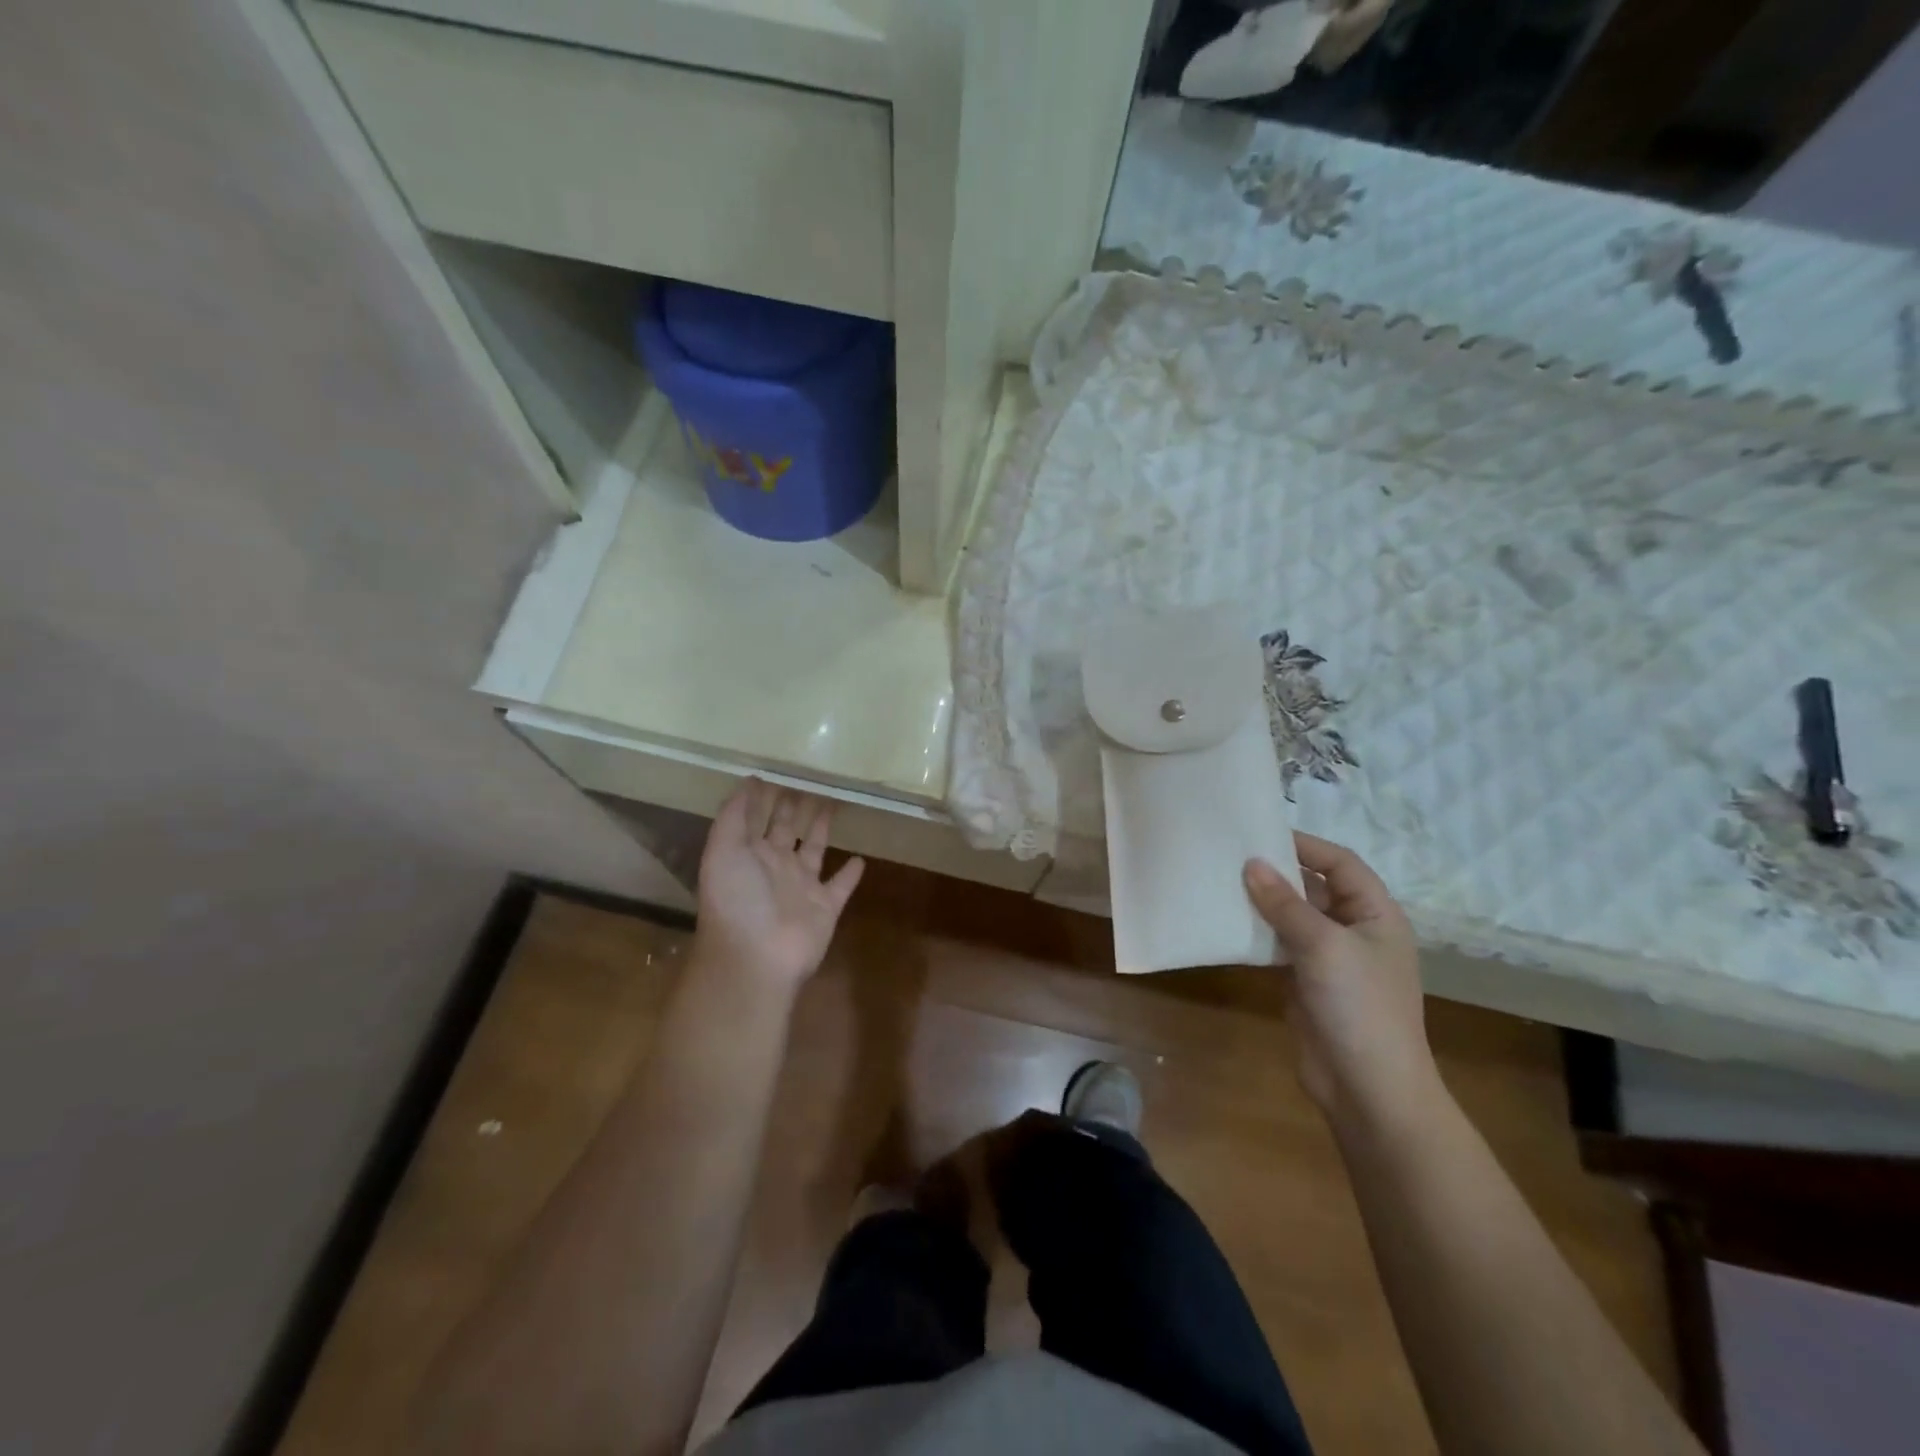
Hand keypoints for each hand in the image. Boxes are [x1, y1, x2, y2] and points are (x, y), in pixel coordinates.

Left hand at [692, 780, 864, 991]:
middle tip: (810, 777)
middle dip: (793, 805)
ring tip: (833, 803)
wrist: (757, 957)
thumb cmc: (737, 900)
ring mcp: (801, 887)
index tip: (778, 769)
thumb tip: (748, 781)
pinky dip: (850, 874)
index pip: (756, 817)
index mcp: (747, 854)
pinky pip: (841, 886)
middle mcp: (774, 867)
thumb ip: (733, 816)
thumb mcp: (723, 851)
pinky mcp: (826, 907)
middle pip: (786, 829)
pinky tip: (860, 858)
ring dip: (821, 828)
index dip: (764, 796)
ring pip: (815, 849)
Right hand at [1243, 834, 1437, 1124]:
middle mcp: (1355, 930)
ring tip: (1220, 882)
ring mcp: (1330, 958)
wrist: (1368, 1088)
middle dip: (1277, 872)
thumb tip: (1251, 863)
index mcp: (1376, 914)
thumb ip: (1285, 903)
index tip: (1259, 832)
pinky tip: (1227, 922)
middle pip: (1314, 887)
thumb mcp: (1323, 946)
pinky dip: (1257, 932)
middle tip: (1230, 854)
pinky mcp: (1307, 981)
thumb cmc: (1359, 1006)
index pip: (1340, 864)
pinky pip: (1279, 945)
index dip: (1304, 845)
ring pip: (1293, 917)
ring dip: (1263, 902)